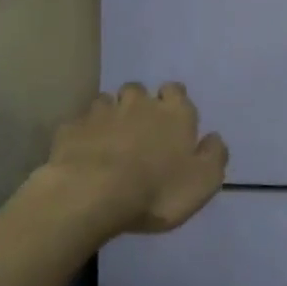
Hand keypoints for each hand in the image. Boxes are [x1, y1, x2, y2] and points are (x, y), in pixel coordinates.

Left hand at [47, 82, 227, 234]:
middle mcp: (138, 104)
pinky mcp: (72, 129)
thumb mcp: (203, 182)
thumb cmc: (157, 190)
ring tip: (109, 138)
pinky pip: (79, 124)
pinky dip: (83, 134)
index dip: (173, 101)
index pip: (176, 91)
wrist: (93, 195)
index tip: (171, 119)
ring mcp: (101, 113)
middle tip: (138, 128)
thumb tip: (213, 138)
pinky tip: (83, 151)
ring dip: (110, 114)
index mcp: (174, 113)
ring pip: (106, 101)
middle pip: (138, 90)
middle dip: (138, 103)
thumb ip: (214, 156)